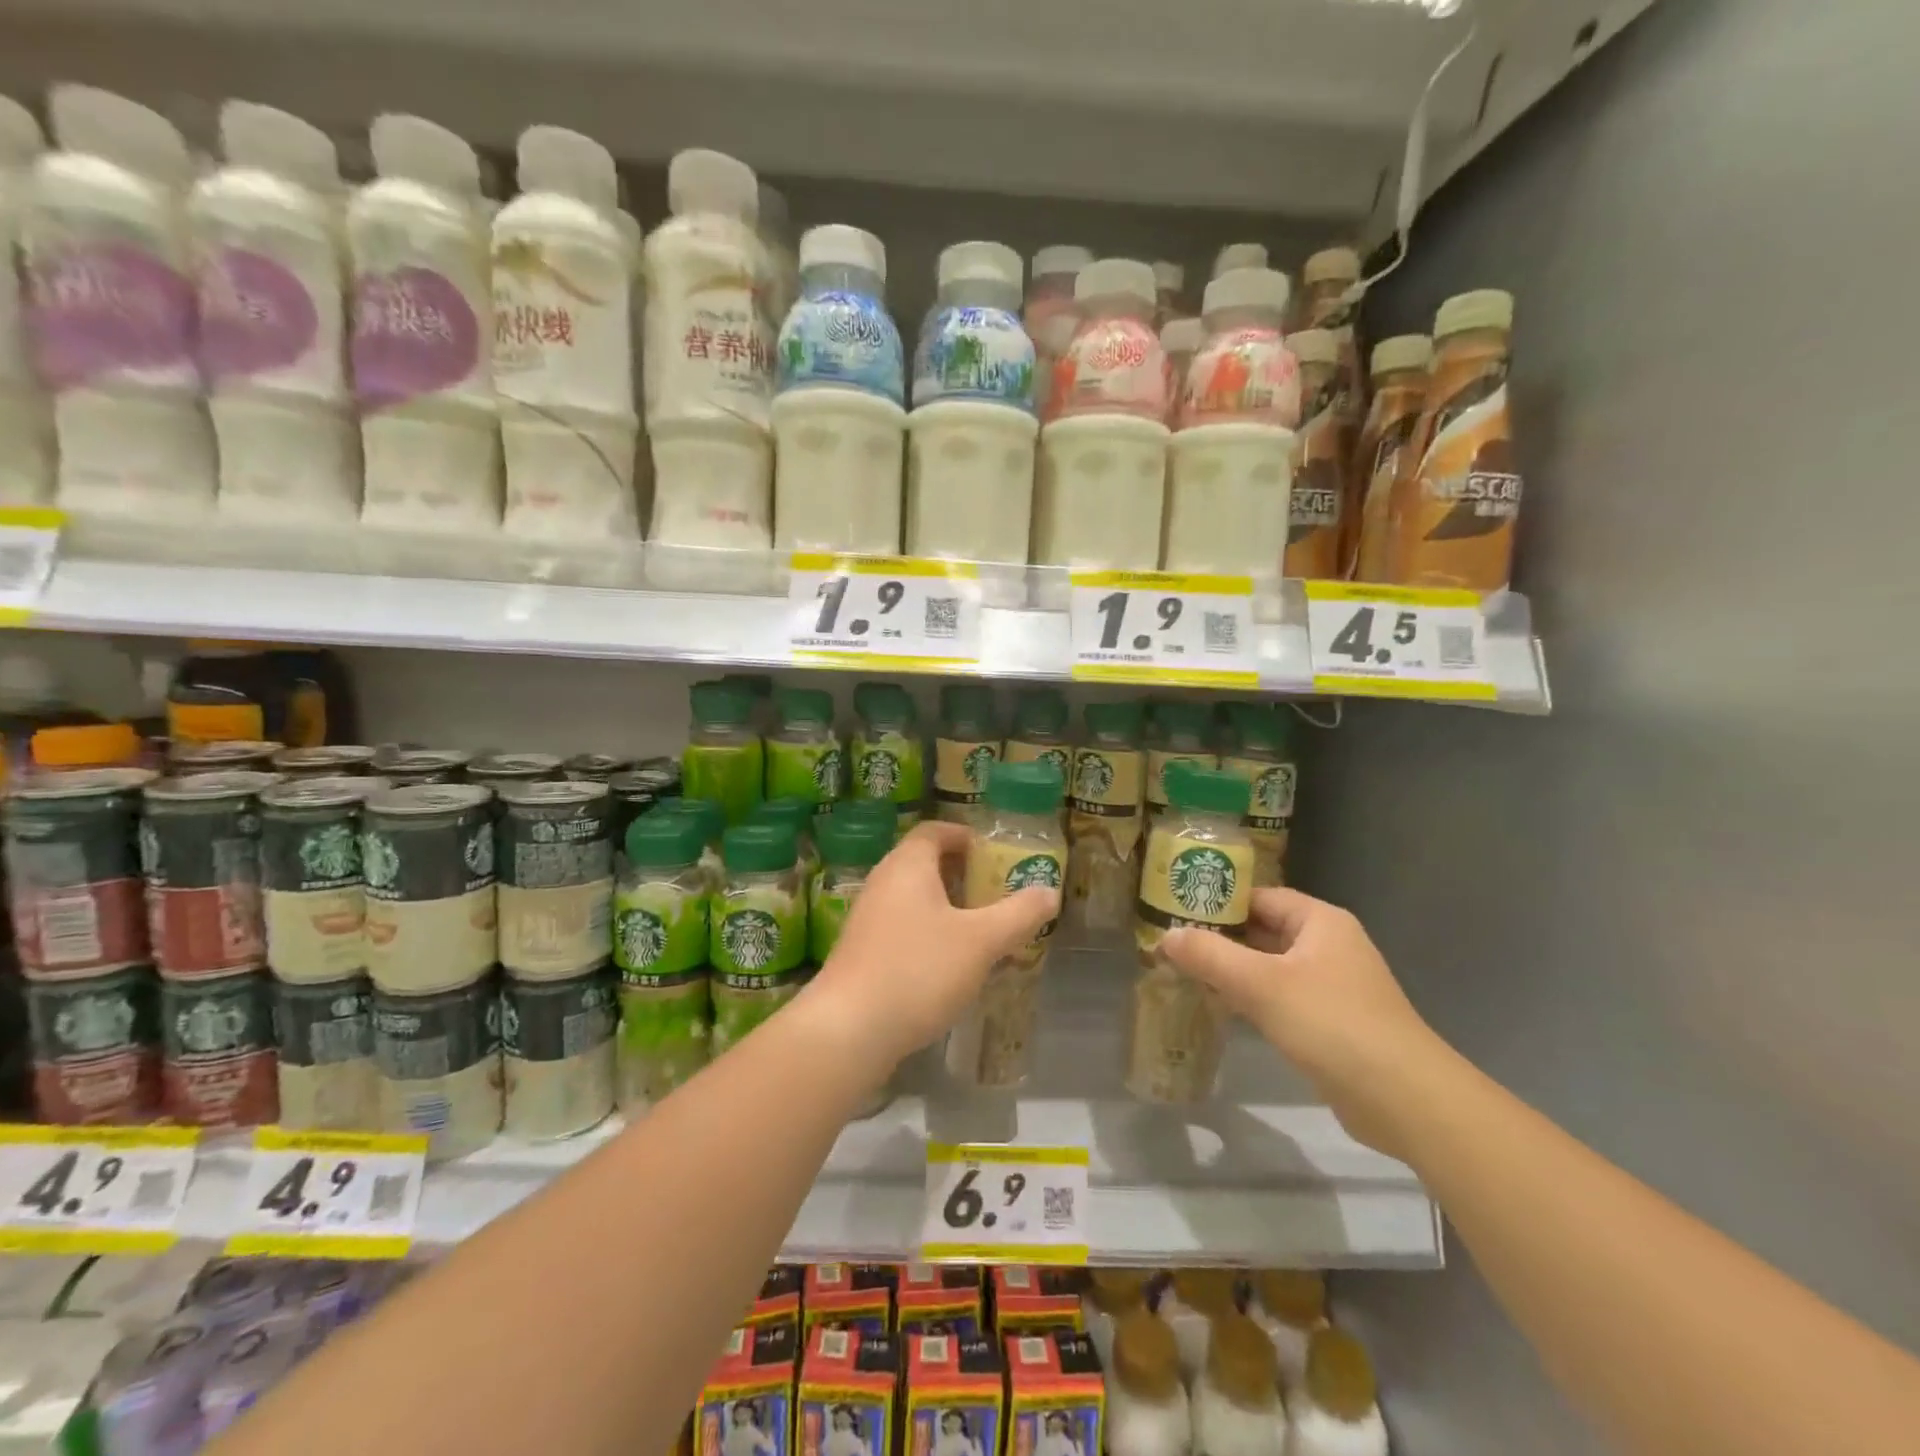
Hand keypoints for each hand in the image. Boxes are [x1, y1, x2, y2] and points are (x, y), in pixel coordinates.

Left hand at [807, 821, 1059, 1069]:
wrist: (849, 1029)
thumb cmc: (919, 970)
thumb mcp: (981, 941)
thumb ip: (1018, 914)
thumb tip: (1049, 891)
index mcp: (908, 865)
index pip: (936, 831)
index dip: (967, 837)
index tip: (996, 855)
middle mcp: (883, 882)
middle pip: (925, 863)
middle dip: (964, 875)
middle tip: (998, 894)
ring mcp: (868, 918)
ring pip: (915, 899)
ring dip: (948, 908)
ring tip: (983, 931)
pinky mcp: (862, 952)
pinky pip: (903, 928)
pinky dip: (930, 934)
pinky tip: (951, 965)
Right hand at [1162, 887, 1456, 1158]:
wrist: (1405, 1100)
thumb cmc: (1332, 1024)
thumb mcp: (1261, 984)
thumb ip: (1210, 956)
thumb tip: (1164, 937)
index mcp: (1320, 921)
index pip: (1259, 896)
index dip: (1217, 901)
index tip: (1175, 911)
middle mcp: (1329, 945)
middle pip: (1264, 930)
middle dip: (1220, 938)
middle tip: (1172, 944)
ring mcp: (1333, 985)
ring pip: (1270, 966)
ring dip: (1233, 970)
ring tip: (1185, 973)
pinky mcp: (1332, 1022)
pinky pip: (1282, 997)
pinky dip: (1252, 998)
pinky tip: (1220, 1008)